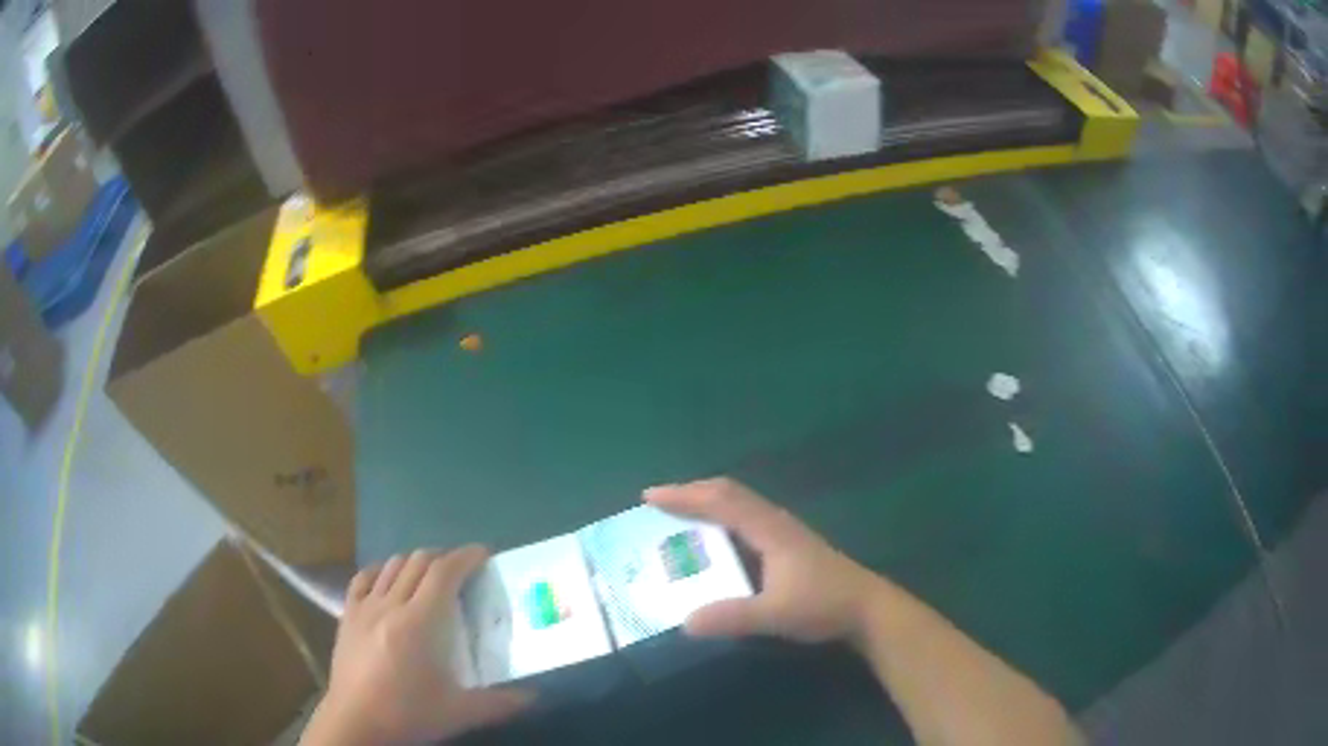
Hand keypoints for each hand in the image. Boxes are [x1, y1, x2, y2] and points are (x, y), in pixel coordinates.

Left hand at [301, 547, 531, 745]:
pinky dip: (381, 571)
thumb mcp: (460, 712)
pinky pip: (363, 578)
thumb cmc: (409, 714)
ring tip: (430, 576)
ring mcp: (364, 607)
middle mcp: (391, 604)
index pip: (444, 573)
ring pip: (392, 566)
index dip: (465, 557)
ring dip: (415, 563)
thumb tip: (534, 696)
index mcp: (421, 622)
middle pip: (418, 562)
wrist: (356, 722)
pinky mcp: (346, 615)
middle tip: (463, 570)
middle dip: (443, 558)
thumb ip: (501, 702)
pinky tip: (388, 580)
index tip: (483, 554)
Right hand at [644, 478, 878, 642]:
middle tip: (657, 504)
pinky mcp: (788, 547)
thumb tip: (685, 622)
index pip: (722, 501)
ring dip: (707, 505)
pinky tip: (714, 543)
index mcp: (770, 529)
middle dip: (692, 494)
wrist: (867, 608)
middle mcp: (775, 522)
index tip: (650, 496)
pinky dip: (721, 521)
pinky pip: (746, 521)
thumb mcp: (775, 614)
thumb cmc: (823, 604)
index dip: (685, 495)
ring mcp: (784, 533)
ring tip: (677, 519)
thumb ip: (732, 618)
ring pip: (739, 506)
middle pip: (729, 494)